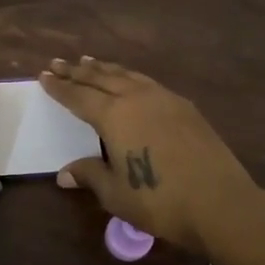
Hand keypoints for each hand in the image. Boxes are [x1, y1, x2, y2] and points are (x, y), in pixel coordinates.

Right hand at [40, 56, 261, 253]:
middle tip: (58, 62)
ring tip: (89, 61)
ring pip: (127, 75)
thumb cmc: (160, 201)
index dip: (60, 87)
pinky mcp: (185, 107)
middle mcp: (136, 98)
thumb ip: (90, 175)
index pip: (78, 96)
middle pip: (100, 78)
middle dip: (77, 71)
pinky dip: (130, 76)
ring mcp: (164, 99)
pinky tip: (130, 81)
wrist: (221, 203)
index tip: (44, 75)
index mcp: (114, 115)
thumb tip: (64, 173)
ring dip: (104, 68)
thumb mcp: (116, 194)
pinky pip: (148, 82)